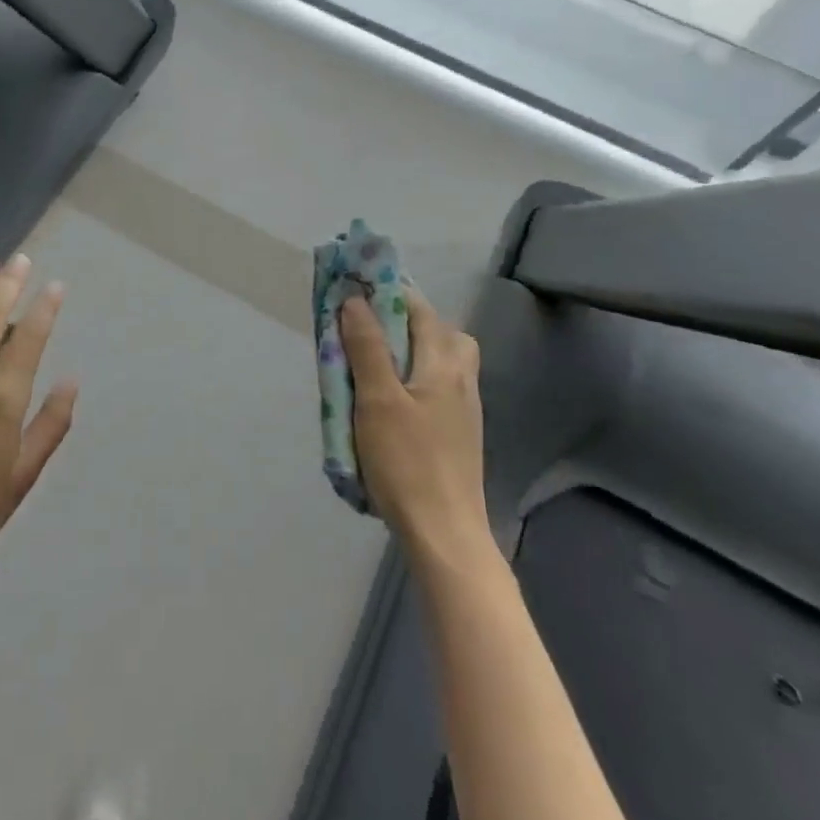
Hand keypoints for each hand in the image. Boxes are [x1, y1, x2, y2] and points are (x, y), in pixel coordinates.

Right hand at [340, 289, 487, 556]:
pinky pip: (436, 386)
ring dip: (407, 350)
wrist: (445, 533)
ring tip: (372, 363)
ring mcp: (464, 408)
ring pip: (438, 360)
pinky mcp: (458, 432)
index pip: (418, 308)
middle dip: (403, 320)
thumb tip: (355, 300)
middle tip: (366, 328)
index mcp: (444, 362)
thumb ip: (366, 347)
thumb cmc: (407, 461)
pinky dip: (412, 377)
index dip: (387, 291)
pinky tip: (389, 401)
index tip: (356, 287)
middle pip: (437, 331)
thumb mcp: (377, 399)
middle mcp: (462, 378)